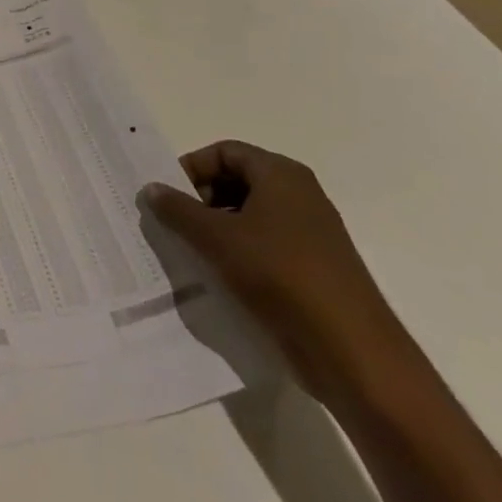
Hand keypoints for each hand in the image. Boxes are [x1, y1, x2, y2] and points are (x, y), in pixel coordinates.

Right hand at [144, 140, 411, 404]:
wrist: (351, 350)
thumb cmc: (280, 275)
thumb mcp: (216, 237)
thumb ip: (177, 209)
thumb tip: (151, 188)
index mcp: (281, 175)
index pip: (224, 152)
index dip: (192, 168)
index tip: (169, 196)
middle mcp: (300, 195)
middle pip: (236, 180)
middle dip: (200, 198)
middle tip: (174, 223)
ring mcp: (310, 232)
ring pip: (249, 214)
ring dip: (215, 227)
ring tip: (192, 250)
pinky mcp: (312, 266)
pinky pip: (264, 244)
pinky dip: (237, 250)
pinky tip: (219, 274)